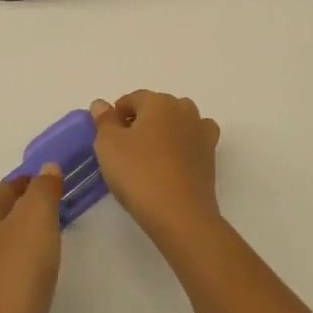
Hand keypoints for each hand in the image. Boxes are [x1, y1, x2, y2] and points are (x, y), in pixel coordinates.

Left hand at [0, 165, 63, 312]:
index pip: (7, 188)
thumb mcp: (35, 218)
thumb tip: (47, 169)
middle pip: (6, 216)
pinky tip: (47, 273)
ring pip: (10, 245)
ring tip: (60, 236)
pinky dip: (31, 267)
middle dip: (31, 209)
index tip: (60, 180)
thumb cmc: (16, 271)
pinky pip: (15, 273)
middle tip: (64, 206)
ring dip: (31, 238)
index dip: (33, 181)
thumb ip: (43, 190)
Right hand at [90, 90, 222, 245]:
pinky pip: (193, 141)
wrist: (180, 214)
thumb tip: (101, 104)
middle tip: (125, 149)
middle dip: (140, 122)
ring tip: (149, 157)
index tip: (107, 137)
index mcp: (159, 102)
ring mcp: (201, 131)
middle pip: (157, 108)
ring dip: (163, 132)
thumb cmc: (139, 174)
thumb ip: (104, 120)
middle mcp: (184, 109)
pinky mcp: (211, 155)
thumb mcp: (108, 145)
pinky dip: (183, 146)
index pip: (133, 99)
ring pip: (177, 122)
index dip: (117, 115)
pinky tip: (172, 163)